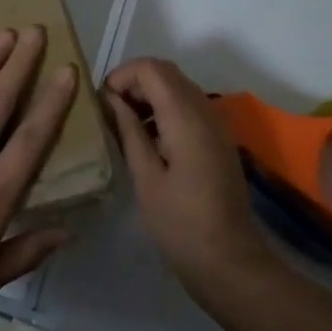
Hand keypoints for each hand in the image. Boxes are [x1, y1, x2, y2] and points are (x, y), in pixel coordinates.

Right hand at [105, 58, 275, 297]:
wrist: (229, 261)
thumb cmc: (180, 223)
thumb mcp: (145, 177)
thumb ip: (128, 131)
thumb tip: (110, 99)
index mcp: (185, 117)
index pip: (151, 68)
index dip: (122, 76)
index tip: (102, 103)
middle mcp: (205, 110)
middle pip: (166, 72)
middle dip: (133, 82)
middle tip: (109, 112)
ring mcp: (216, 124)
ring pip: (177, 86)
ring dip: (148, 95)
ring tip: (123, 126)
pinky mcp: (218, 138)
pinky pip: (188, 105)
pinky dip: (164, 109)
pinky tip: (148, 141)